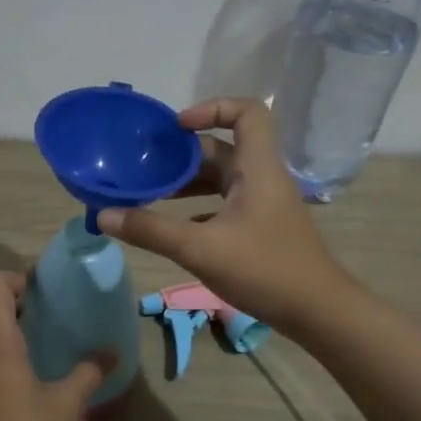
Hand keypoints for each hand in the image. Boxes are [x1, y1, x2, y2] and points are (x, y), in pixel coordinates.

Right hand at [97, 98, 355, 334]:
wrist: (318, 312)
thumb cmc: (265, 269)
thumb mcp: (201, 249)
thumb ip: (151, 230)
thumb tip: (103, 214)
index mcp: (257, 168)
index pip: (247, 112)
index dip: (211, 108)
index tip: (175, 129)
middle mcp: (261, 178)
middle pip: (222, 148)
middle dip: (182, 154)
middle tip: (143, 165)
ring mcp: (262, 205)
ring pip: (220, 179)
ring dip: (186, 182)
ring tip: (148, 193)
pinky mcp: (259, 229)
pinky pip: (223, 205)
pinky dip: (196, 208)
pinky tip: (170, 227)